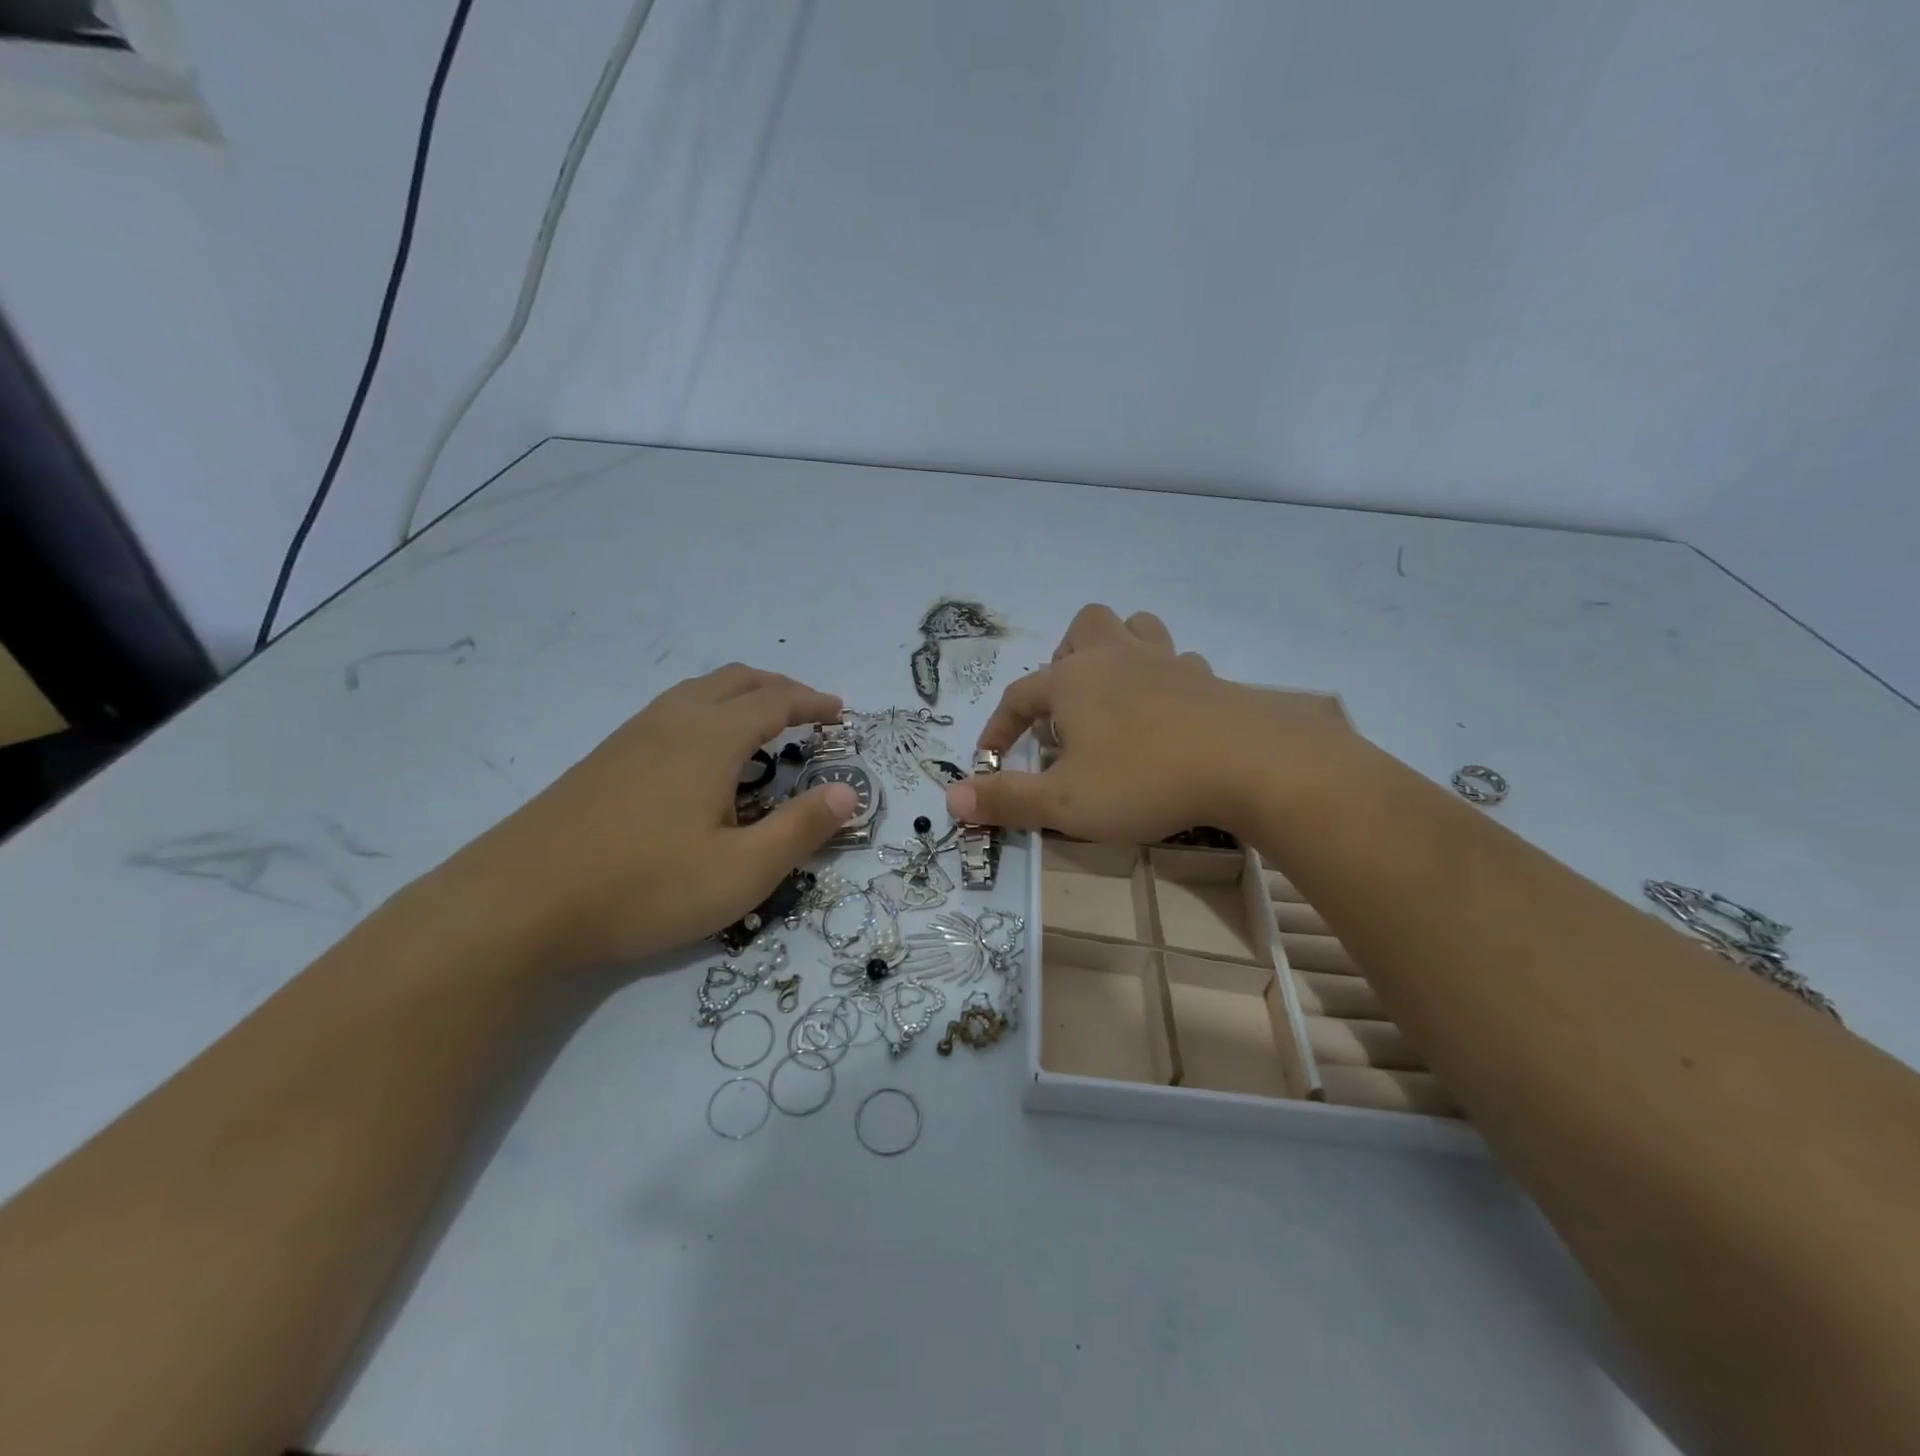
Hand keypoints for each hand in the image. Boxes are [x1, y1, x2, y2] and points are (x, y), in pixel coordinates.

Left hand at [446, 665, 858, 967]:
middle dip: (779, 688)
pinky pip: (670, 712)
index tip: (839, 712)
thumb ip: (801, 829)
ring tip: (761, 725)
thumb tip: (848, 793)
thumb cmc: (644, 886)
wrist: (517, 903)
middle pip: (735, 681)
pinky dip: (706, 712)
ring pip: (697, 692)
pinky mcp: (603, 759)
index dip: (812, 703)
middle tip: (808, 711)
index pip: (775, 702)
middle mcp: (672, 721)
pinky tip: (701, 754)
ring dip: (740, 696)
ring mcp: (631, 736)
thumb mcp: (741, 871)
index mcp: (711, 738)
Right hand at [945, 605, 1350, 841]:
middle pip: (1083, 629)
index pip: (1018, 696)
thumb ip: (1006, 800)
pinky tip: (1167, 714)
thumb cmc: (1144, 779)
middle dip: (1066, 661)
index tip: (990, 763)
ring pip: (1135, 629)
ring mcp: (1167, 663)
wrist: (1249, 763)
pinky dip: (1164, 679)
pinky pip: (1179, 662)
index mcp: (1073, 681)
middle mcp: (1116, 659)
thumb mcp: (1064, 803)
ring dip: (1117, 654)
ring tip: (1113, 698)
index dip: (998, 729)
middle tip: (1066, 711)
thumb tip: (951, 798)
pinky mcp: (1208, 680)